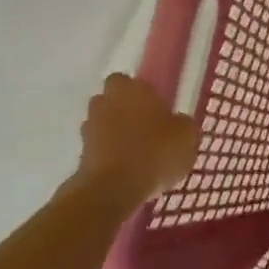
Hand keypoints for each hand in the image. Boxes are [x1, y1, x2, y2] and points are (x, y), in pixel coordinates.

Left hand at [76, 73, 199, 204]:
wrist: (113, 188)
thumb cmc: (155, 153)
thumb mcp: (187, 137)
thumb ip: (183, 125)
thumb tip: (178, 123)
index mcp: (132, 88)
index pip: (132, 81)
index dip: (143, 96)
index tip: (156, 111)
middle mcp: (106, 100)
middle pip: (113, 100)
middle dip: (125, 111)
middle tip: (145, 130)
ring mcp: (90, 126)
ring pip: (103, 123)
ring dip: (114, 133)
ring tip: (135, 153)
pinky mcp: (80, 152)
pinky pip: (98, 147)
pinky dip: (108, 155)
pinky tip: (126, 170)